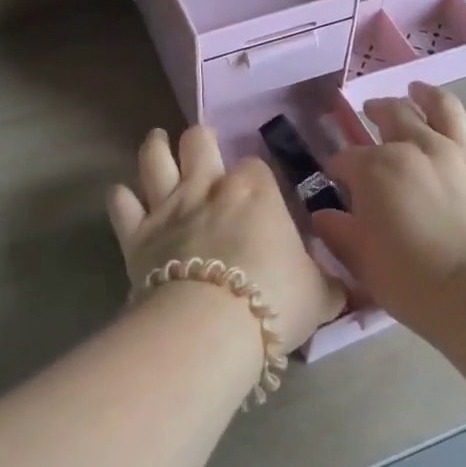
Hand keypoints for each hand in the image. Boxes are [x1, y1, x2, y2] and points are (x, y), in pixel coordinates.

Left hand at [107, 127, 345, 351]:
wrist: (210, 327)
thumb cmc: (274, 301)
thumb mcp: (318, 296)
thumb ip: (328, 286)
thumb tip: (343, 289)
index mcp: (255, 191)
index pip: (256, 165)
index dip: (256, 175)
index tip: (259, 191)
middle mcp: (208, 187)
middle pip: (198, 141)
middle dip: (200, 139)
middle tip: (200, 145)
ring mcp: (168, 206)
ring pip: (154, 159)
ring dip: (155, 147)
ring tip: (157, 140)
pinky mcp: (136, 234)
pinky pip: (121, 204)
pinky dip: (121, 197)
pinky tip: (123, 196)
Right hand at [311, 82, 465, 335]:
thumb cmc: (410, 280)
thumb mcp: (360, 260)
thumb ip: (338, 232)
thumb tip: (322, 216)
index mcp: (376, 168)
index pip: (347, 159)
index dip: (338, 167)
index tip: (336, 178)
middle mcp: (417, 147)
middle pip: (394, 115)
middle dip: (377, 110)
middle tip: (372, 110)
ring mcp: (462, 153)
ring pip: (444, 108)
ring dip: (427, 94)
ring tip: (418, 89)